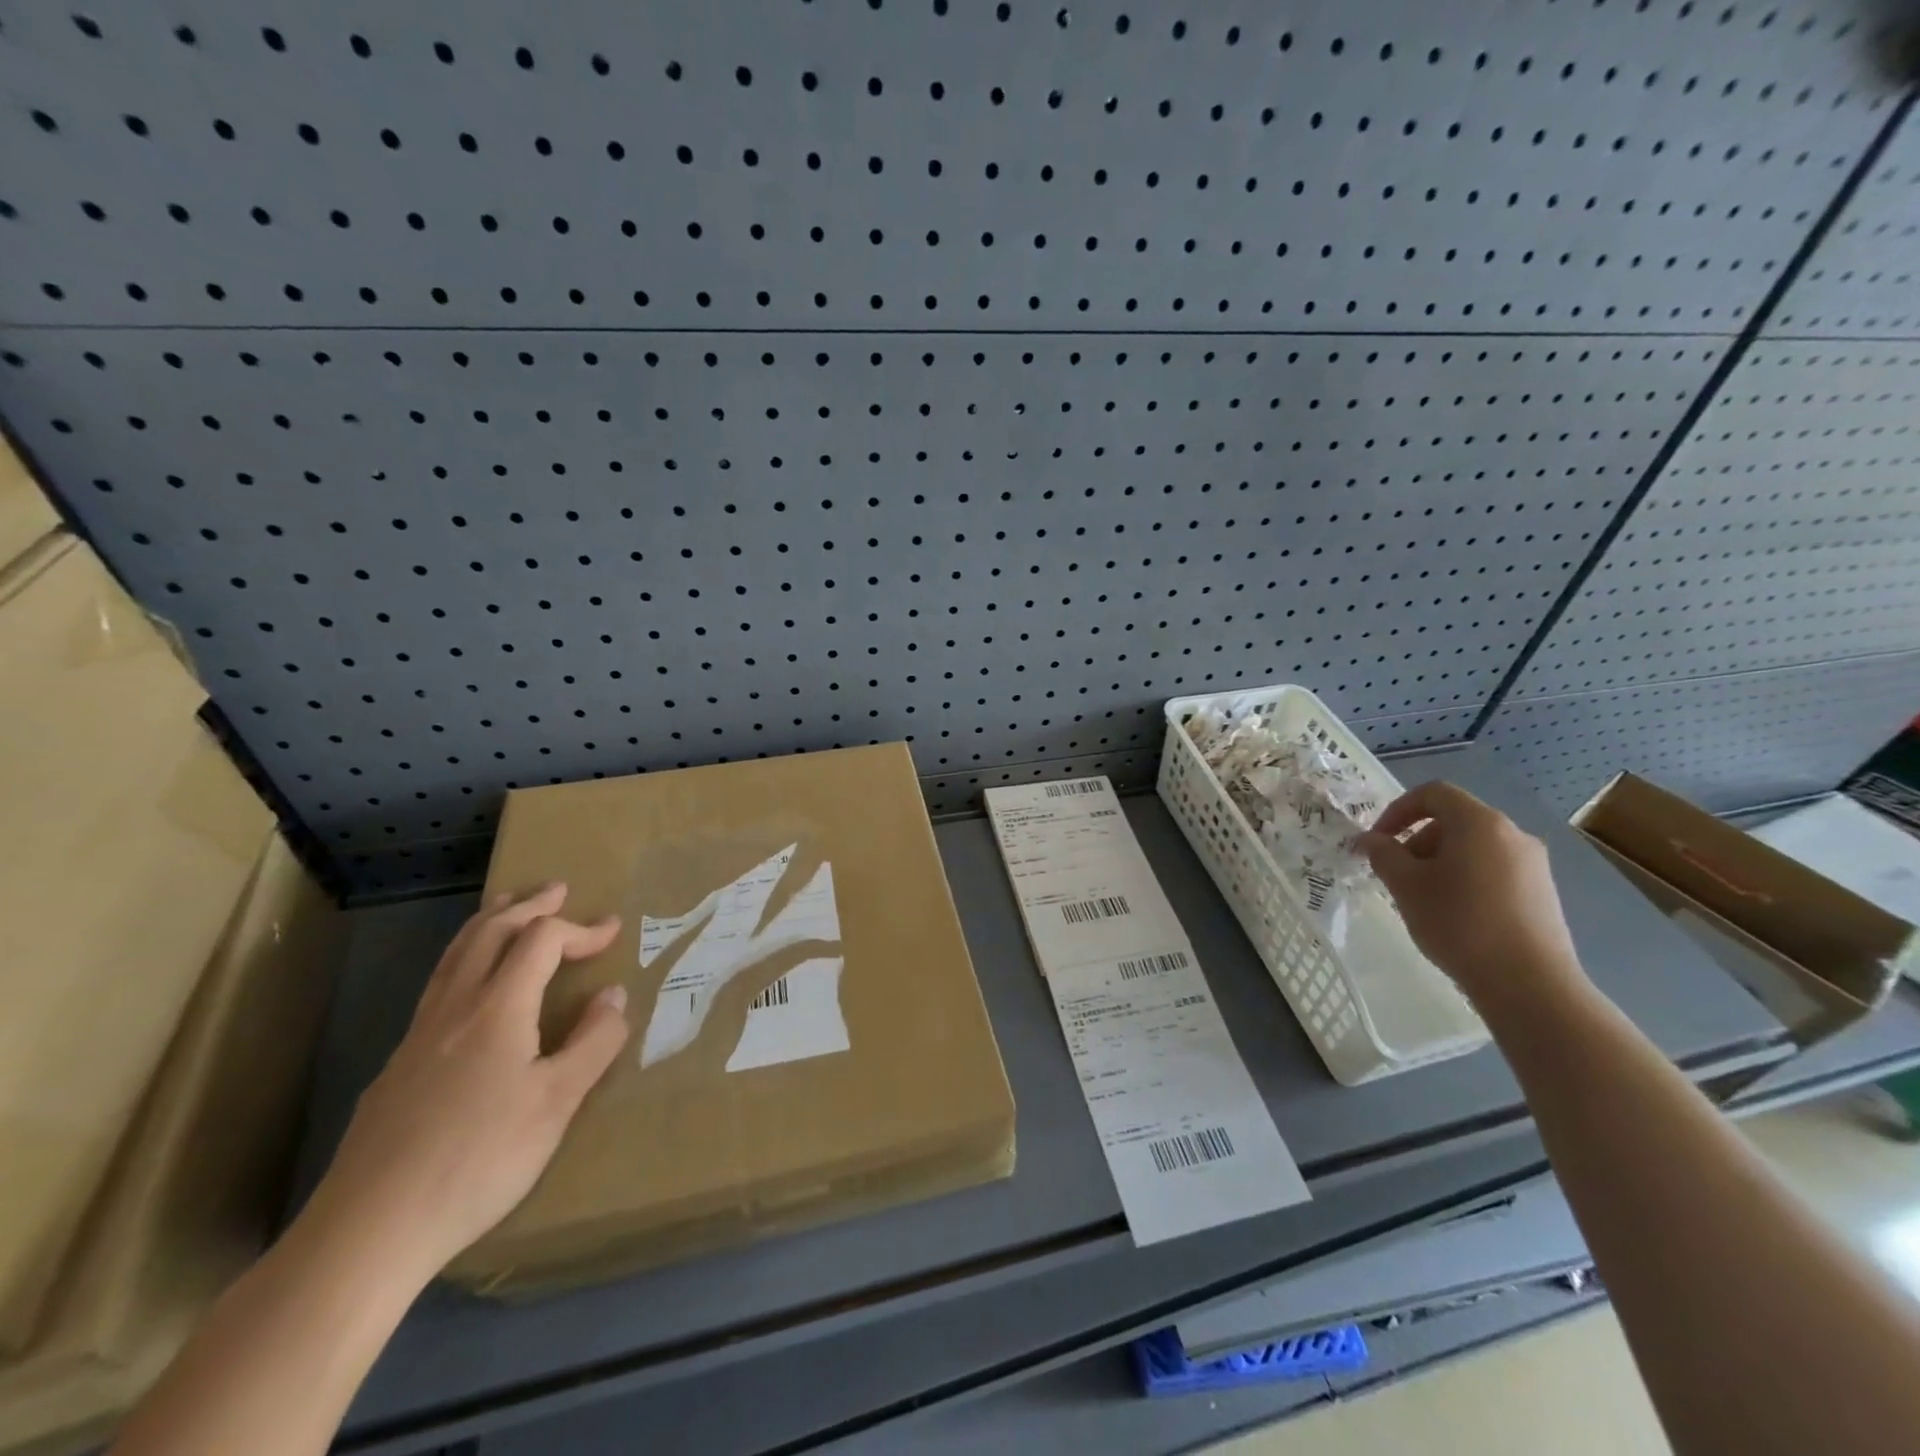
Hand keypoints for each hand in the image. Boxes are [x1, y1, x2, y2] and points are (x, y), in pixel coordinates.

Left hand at [302, 884, 629, 1283]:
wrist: (368, 1230)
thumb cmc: (478, 1159)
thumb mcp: (557, 1103)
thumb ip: (593, 1043)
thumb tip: (613, 995)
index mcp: (498, 1009)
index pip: (542, 941)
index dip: (581, 928)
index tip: (613, 931)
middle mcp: (454, 1009)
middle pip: (489, 933)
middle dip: (527, 906)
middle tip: (556, 889)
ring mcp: (417, 1037)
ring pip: (453, 957)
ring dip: (487, 923)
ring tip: (506, 906)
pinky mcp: (396, 1069)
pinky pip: (437, 988)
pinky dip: (464, 960)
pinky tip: (469, 988)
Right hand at [1358, 781, 1588, 1018]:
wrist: (1529, 983)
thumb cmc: (1458, 923)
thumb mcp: (1406, 885)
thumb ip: (1383, 854)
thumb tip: (1370, 840)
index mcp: (1480, 823)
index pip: (1433, 794)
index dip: (1398, 810)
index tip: (1378, 840)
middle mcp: (1512, 834)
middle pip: (1454, 820)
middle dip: (1417, 840)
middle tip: (1396, 873)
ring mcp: (1533, 864)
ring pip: (1474, 847)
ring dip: (1439, 861)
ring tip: (1422, 897)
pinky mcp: (1542, 893)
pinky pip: (1493, 869)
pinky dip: (1465, 878)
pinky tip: (1454, 914)